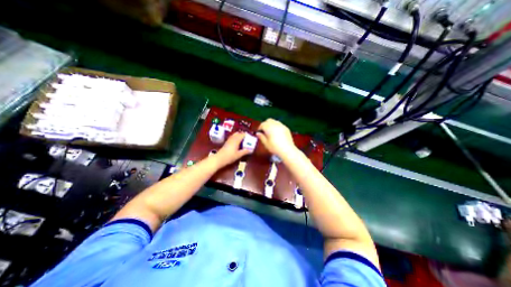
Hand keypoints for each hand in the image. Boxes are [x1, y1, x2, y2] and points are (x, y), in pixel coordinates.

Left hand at [212, 131, 250, 168]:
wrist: (219, 158)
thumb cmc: (230, 156)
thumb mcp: (239, 155)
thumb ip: (245, 151)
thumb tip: (250, 150)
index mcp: (236, 140)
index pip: (242, 134)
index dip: (247, 135)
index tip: (250, 137)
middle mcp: (233, 138)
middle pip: (238, 133)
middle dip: (243, 135)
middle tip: (247, 139)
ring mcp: (229, 140)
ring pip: (235, 135)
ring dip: (239, 136)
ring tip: (243, 140)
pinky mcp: (227, 142)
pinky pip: (232, 137)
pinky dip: (236, 138)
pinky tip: (237, 143)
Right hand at [258, 119, 298, 159]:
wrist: (287, 150)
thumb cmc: (275, 147)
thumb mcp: (266, 143)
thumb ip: (261, 137)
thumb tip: (258, 133)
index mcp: (269, 127)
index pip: (262, 124)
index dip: (259, 128)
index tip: (259, 132)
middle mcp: (275, 124)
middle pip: (268, 120)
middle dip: (265, 124)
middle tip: (264, 131)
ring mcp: (282, 125)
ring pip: (274, 121)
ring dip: (271, 125)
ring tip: (270, 132)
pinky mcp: (286, 128)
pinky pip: (280, 125)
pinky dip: (277, 127)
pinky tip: (277, 133)